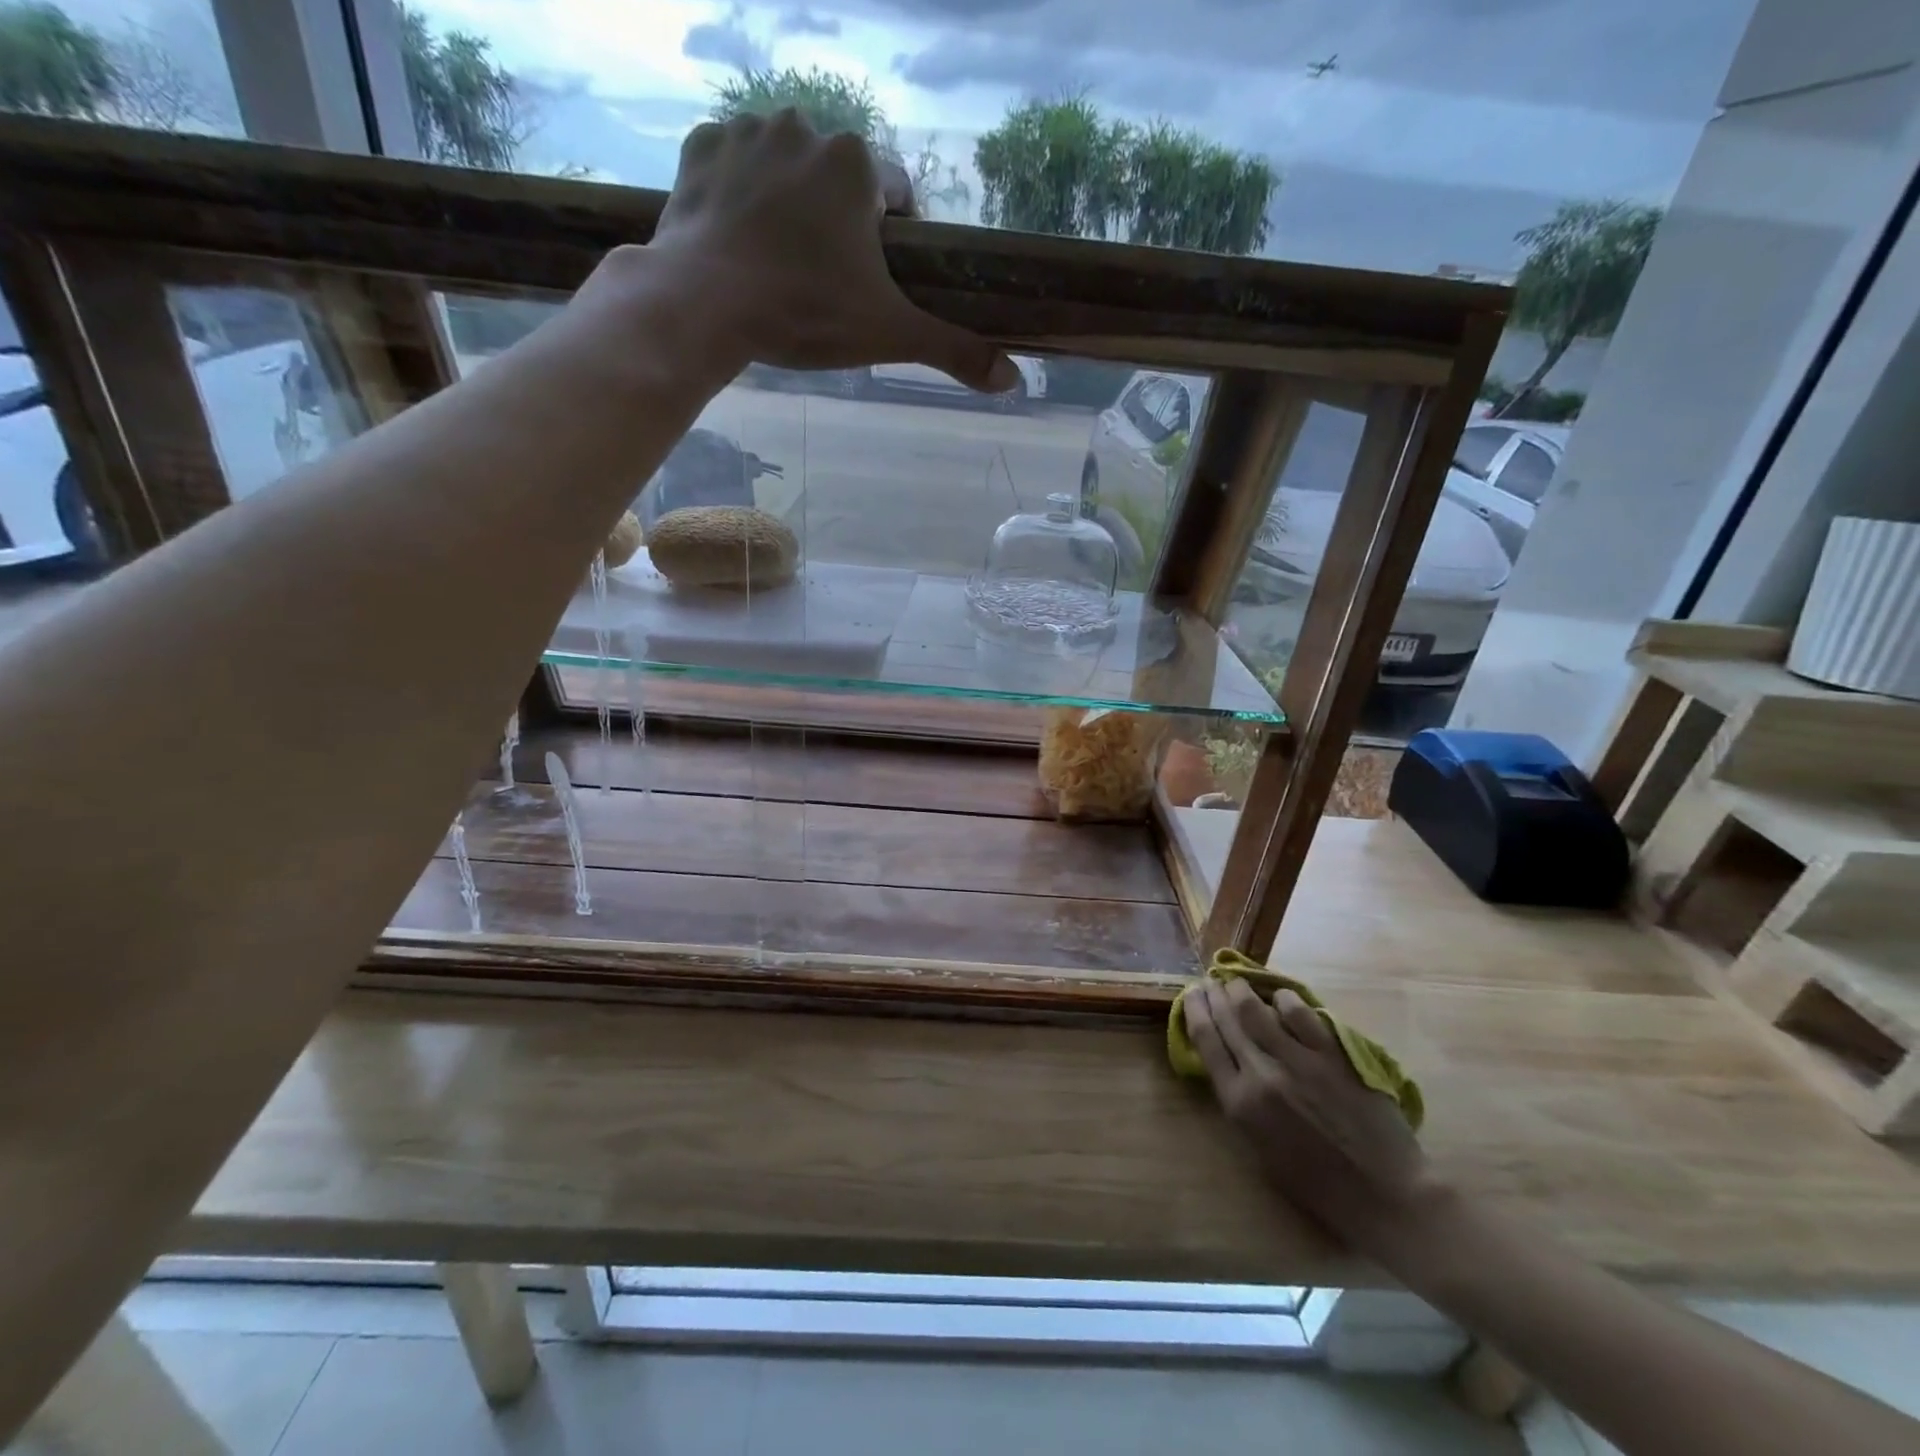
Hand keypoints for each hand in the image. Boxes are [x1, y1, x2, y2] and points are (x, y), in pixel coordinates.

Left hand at [636, 110, 1016, 391]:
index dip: (893, 241)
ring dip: (791, 208)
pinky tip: (739, 242)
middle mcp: (805, 127)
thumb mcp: (889, 335)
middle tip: (823, 283)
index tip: (875, 280)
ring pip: (787, 170)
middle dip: (839, 225)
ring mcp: (747, 131)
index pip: (897, 193)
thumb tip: (1014, 379)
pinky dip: (740, 198)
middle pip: (839, 181)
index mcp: (856, 164)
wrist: (704, 304)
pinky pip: (734, 167)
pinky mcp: (701, 148)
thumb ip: (953, 350)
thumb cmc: (806, 314)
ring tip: (779, 266)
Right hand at [1183, 978, 1436, 1253]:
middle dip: (1214, 994)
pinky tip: (1281, 997)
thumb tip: (1229, 1062)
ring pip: (1256, 1008)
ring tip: (1238, 982)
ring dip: (1241, 989)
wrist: (1384, 1195)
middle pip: (1227, 1019)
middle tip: (1211, 981)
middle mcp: (1262, 1075)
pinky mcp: (1331, 1055)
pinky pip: (1300, 1014)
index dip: (1194, 1011)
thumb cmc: (1318, 1184)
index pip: (1205, 1041)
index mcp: (1240, 1103)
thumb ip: (1240, 1102)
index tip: (1191, 994)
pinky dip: (1285, 1000)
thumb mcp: (1260, 1148)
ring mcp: (1298, 1061)